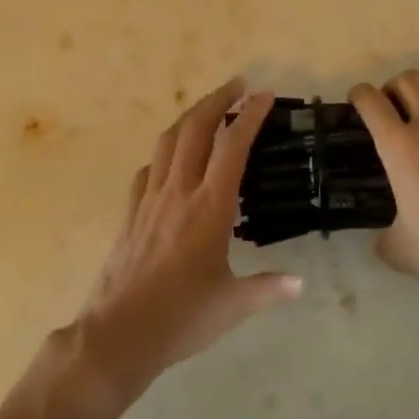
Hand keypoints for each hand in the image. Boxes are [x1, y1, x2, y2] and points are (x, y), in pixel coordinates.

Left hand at [76, 78, 302, 398]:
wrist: (119, 333)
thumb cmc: (182, 317)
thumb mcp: (234, 304)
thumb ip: (269, 288)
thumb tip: (300, 283)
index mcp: (210, 207)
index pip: (232, 146)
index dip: (249, 116)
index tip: (263, 95)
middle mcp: (178, 192)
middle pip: (195, 129)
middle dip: (216, 100)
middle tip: (236, 85)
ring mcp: (149, 200)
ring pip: (167, 142)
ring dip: (188, 118)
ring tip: (206, 110)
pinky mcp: (130, 213)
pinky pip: (148, 170)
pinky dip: (163, 154)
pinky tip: (170, 162)